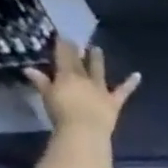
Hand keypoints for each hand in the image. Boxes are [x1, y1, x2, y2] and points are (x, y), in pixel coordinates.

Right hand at [23, 35, 139, 136]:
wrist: (85, 130)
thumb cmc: (61, 114)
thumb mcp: (47, 97)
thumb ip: (40, 82)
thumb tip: (28, 69)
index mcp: (66, 76)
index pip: (63, 56)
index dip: (63, 45)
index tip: (63, 36)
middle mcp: (85, 79)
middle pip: (80, 62)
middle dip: (78, 50)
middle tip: (78, 41)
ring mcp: (101, 90)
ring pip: (99, 71)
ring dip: (98, 59)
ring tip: (97, 49)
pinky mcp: (114, 102)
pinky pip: (124, 91)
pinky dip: (131, 83)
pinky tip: (138, 75)